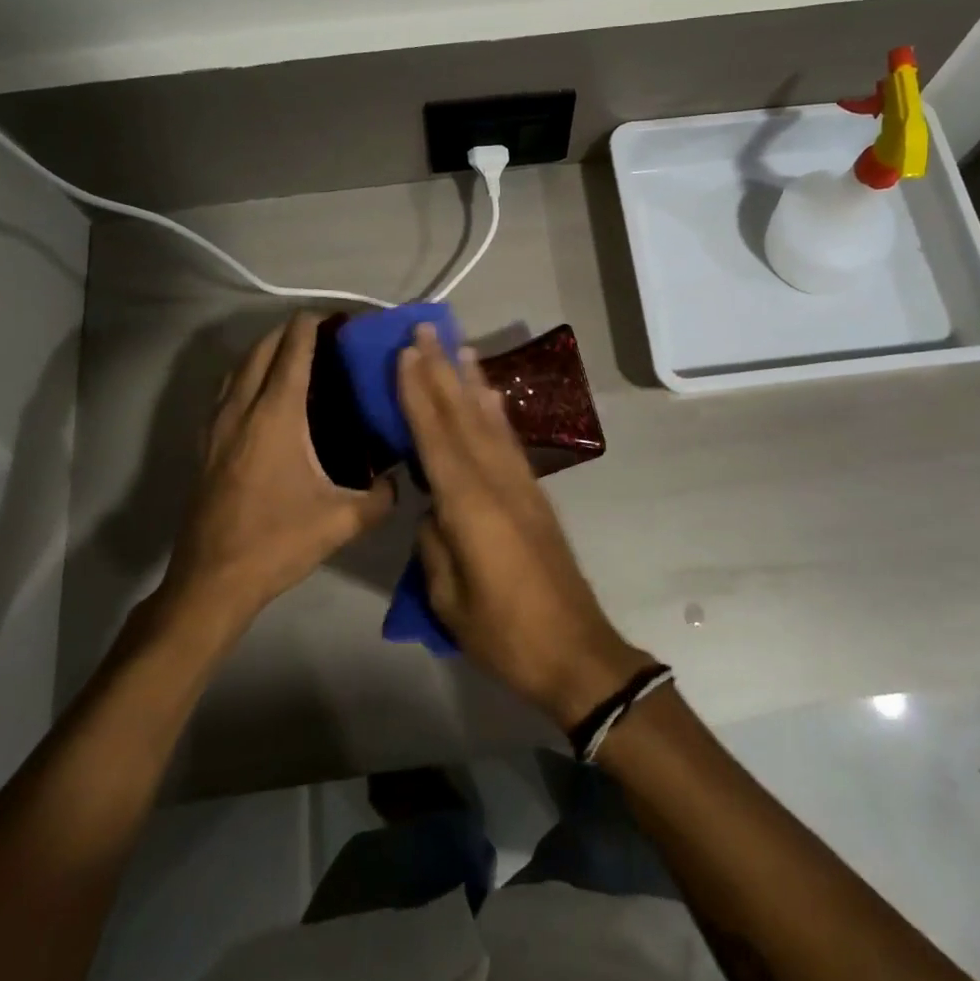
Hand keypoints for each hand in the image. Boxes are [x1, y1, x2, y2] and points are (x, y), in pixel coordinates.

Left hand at [156, 313, 394, 630]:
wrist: (212, 581)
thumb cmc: (277, 543)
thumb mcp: (341, 522)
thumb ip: (380, 498)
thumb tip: (400, 482)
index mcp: (276, 417)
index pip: (293, 350)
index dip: (313, 325)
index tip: (337, 318)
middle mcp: (242, 410)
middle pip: (262, 349)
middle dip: (290, 331)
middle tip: (324, 335)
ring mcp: (216, 426)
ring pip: (238, 367)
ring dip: (265, 351)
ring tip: (294, 356)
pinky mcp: (204, 444)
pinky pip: (225, 391)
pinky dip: (246, 376)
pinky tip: (264, 396)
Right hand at [399, 324, 650, 729]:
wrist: (574, 650)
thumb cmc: (504, 632)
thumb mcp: (448, 597)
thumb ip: (435, 543)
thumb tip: (433, 511)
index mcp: (469, 505)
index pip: (435, 437)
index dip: (418, 393)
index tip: (405, 353)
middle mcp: (497, 481)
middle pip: (462, 417)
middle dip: (442, 371)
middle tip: (425, 330)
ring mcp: (520, 485)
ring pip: (489, 422)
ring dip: (471, 381)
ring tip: (459, 347)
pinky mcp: (534, 495)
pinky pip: (508, 441)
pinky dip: (495, 413)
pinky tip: (490, 397)